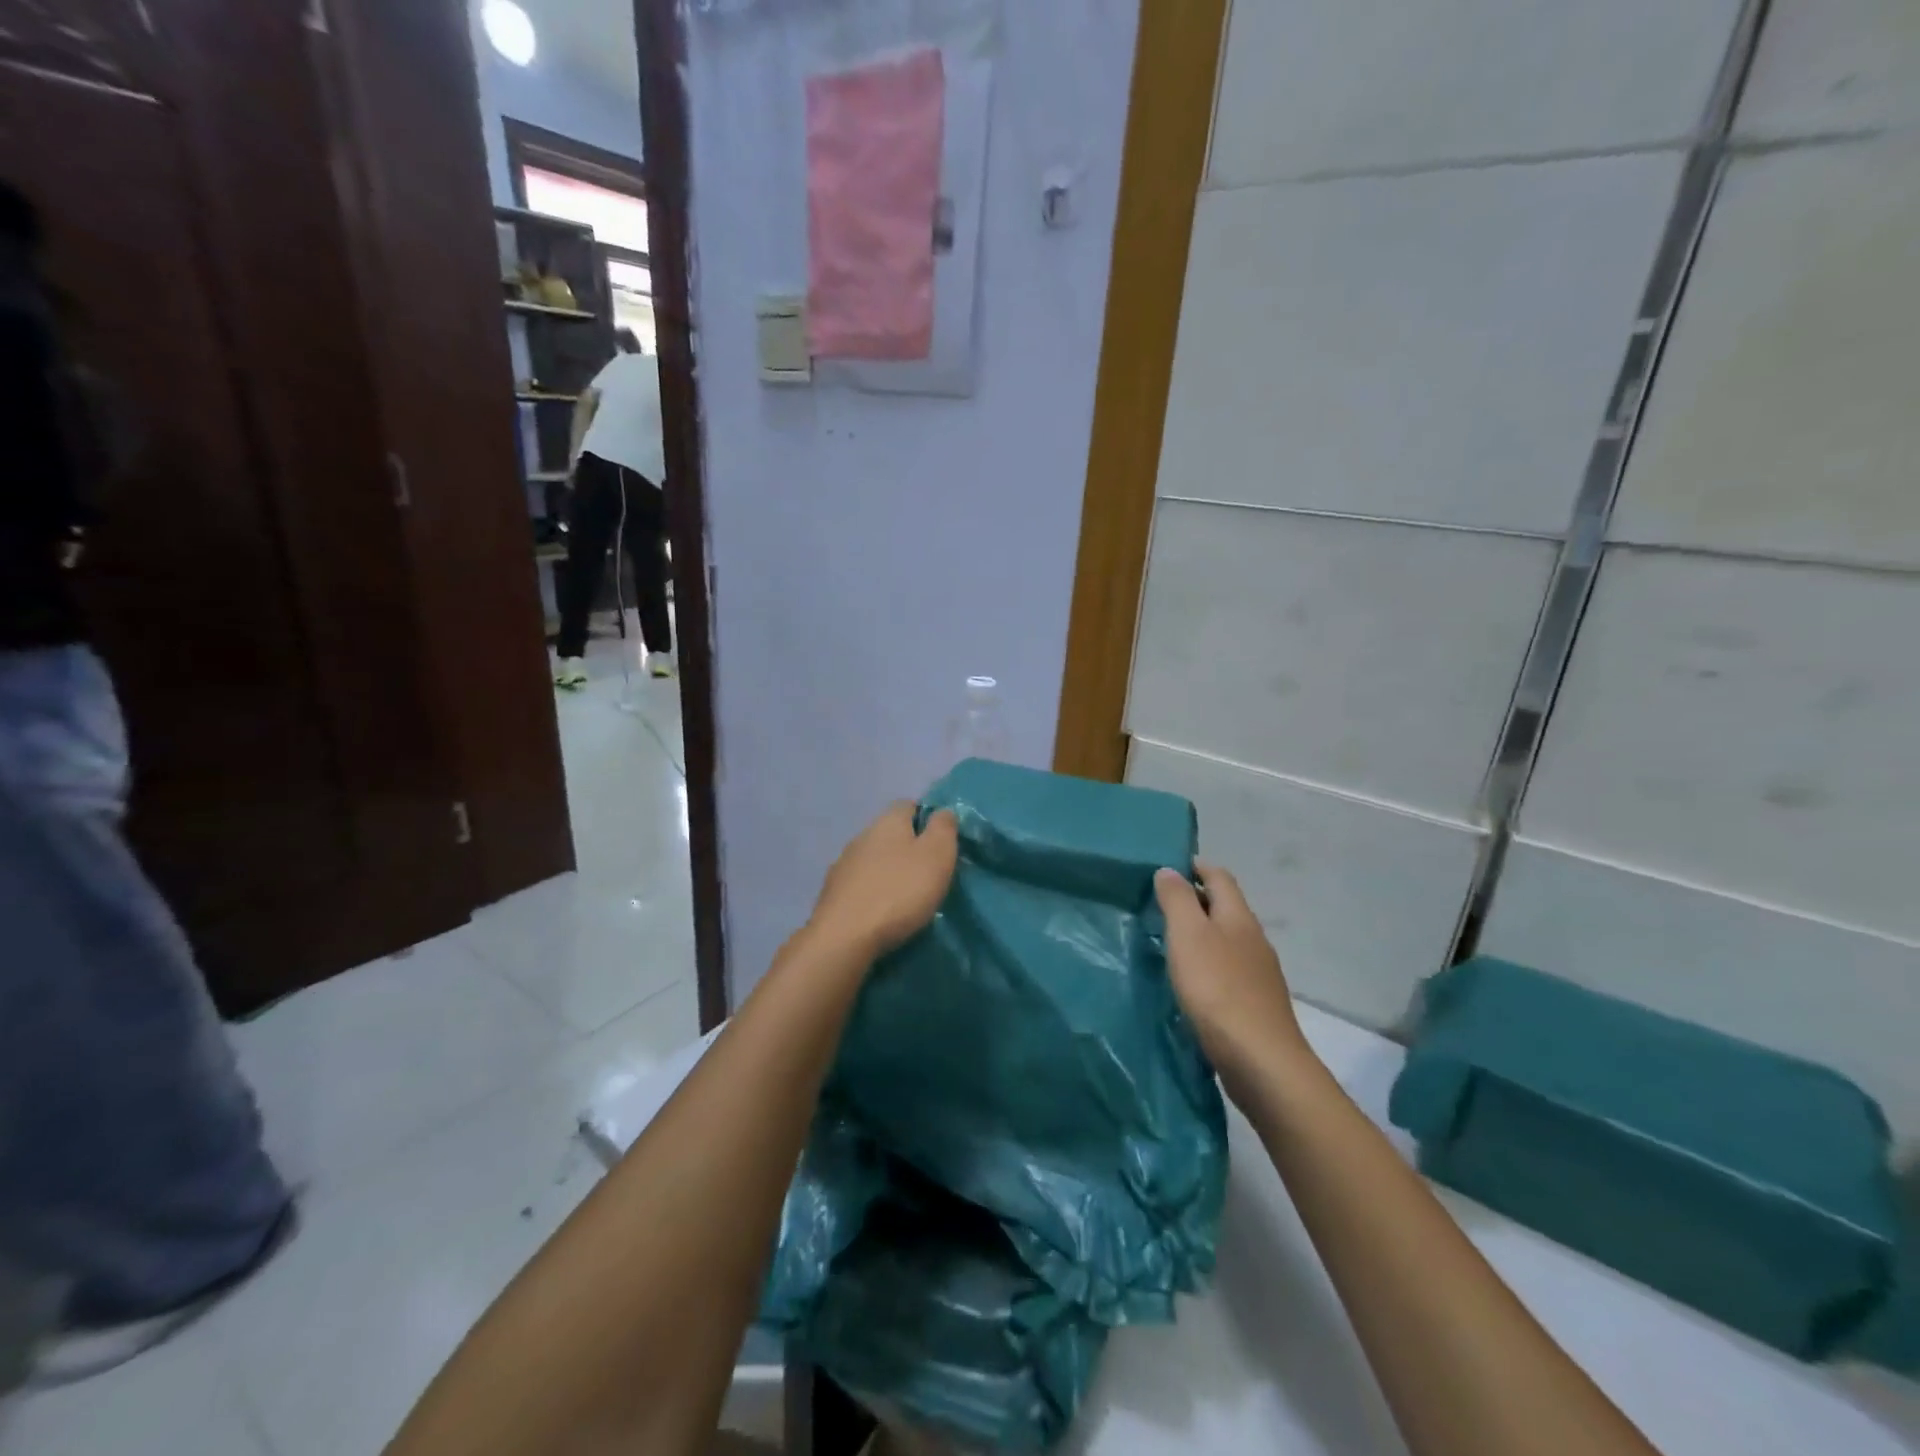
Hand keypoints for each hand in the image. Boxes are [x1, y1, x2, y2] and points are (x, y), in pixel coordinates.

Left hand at [809, 803, 958, 959]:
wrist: (844, 937)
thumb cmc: (899, 891)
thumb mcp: (937, 856)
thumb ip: (943, 828)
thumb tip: (942, 811)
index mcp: (888, 821)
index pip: (909, 805)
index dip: (927, 819)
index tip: (942, 844)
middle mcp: (862, 835)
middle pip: (890, 833)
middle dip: (908, 848)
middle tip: (929, 874)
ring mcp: (843, 864)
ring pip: (873, 859)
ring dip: (889, 872)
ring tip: (907, 897)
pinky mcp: (832, 893)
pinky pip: (860, 885)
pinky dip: (873, 893)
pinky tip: (882, 912)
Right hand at [1156, 861, 1311, 1092]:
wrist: (1261, 1061)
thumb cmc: (1217, 989)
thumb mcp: (1187, 935)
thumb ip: (1177, 900)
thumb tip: (1170, 870)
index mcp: (1239, 917)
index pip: (1220, 877)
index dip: (1196, 867)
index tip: (1167, 868)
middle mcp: (1254, 940)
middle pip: (1225, 908)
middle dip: (1196, 901)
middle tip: (1158, 905)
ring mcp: (1259, 974)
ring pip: (1227, 941)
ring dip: (1201, 935)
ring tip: (1169, 943)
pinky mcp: (1256, 1005)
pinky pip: (1228, 971)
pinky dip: (1208, 965)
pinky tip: (1191, 982)